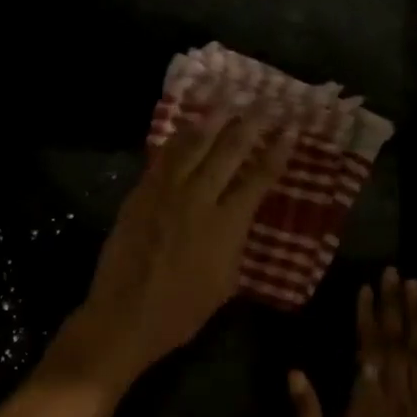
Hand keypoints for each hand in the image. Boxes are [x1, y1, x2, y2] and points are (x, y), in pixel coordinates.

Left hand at [67, 109, 293, 386]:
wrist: (124, 316)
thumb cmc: (181, 312)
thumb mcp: (225, 282)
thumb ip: (234, 243)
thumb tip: (237, 219)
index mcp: (226, 225)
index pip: (258, 179)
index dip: (277, 152)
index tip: (291, 129)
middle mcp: (198, 199)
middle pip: (228, 151)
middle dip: (250, 123)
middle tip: (266, 101)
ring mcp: (165, 192)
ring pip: (193, 145)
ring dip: (213, 120)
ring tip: (228, 100)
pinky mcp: (140, 194)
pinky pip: (163, 157)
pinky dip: (179, 138)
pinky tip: (187, 127)